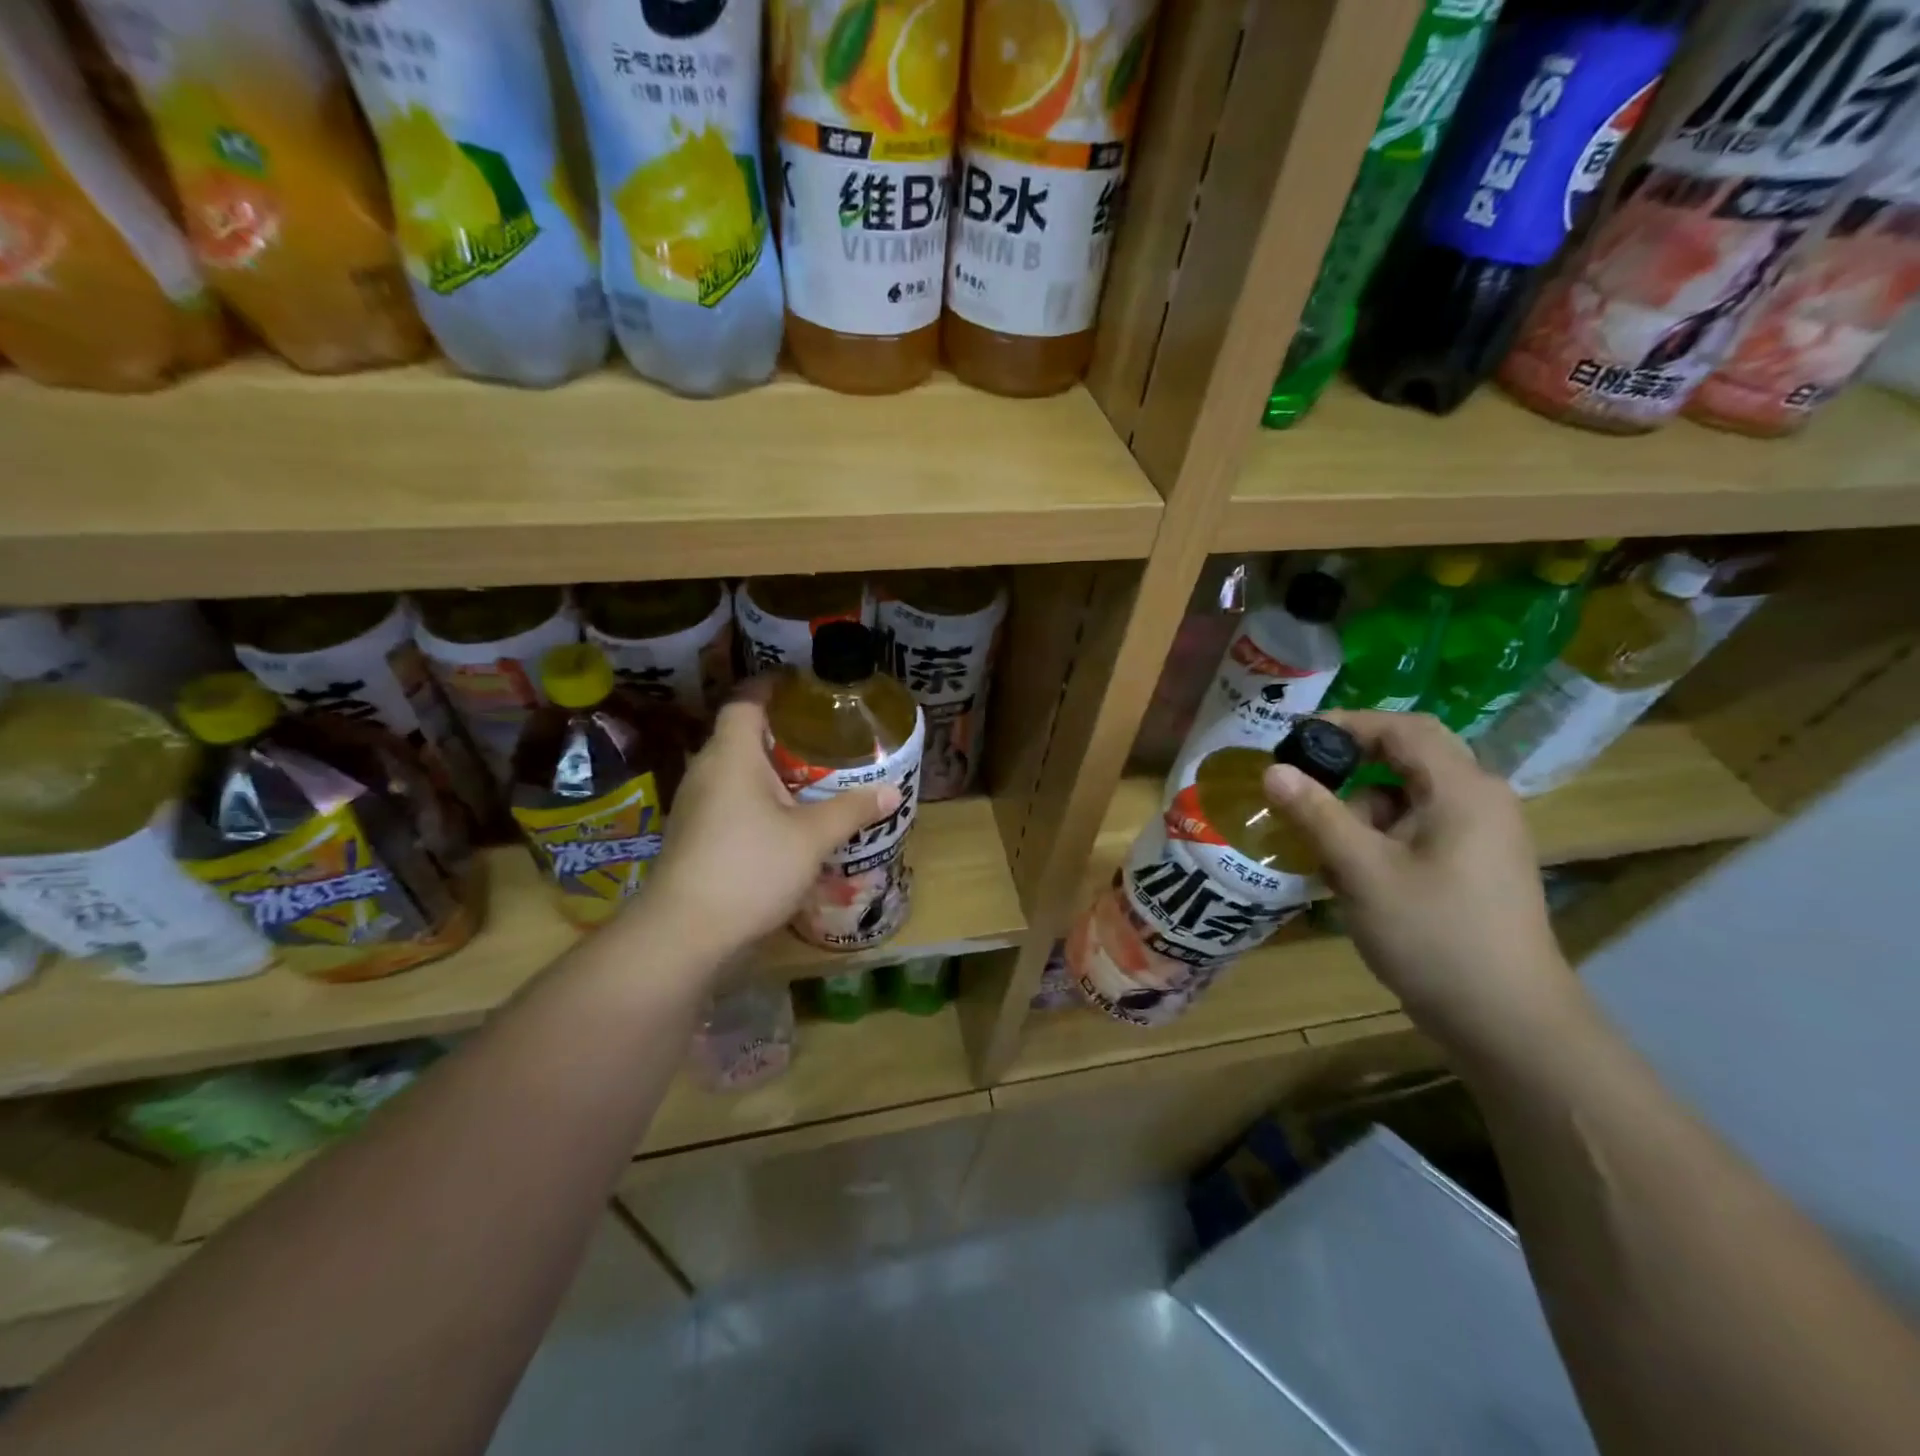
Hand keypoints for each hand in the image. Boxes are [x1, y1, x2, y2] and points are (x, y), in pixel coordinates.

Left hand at [635, 695, 899, 969]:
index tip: (807, 688)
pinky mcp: (694, 835)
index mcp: (731, 755)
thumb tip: (892, 792)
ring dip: (773, 770)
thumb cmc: (749, 869)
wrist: (684, 933)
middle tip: (826, 737)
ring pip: (738, 772)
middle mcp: (707, 771)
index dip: (773, 687)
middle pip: (743, 735)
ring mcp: (696, 805)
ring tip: (815, 776)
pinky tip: (787, 820)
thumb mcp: (811, 838)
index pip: (746, 701)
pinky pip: (731, 800)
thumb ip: (851, 810)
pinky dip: (760, 799)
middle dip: (784, 733)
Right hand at [1263, 711, 1581, 1053]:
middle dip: (1349, 772)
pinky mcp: (1474, 867)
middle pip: (1406, 761)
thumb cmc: (1434, 936)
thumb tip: (1272, 770)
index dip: (1347, 724)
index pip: (1403, 728)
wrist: (1507, 1022)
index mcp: (1463, 790)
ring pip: (1407, 799)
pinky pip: (1418, 831)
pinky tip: (1350, 876)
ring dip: (1360, 813)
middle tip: (1301, 790)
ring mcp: (1481, 837)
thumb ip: (1316, 814)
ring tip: (1321, 850)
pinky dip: (1379, 839)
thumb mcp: (1363, 871)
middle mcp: (1480, 802)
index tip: (1295, 739)